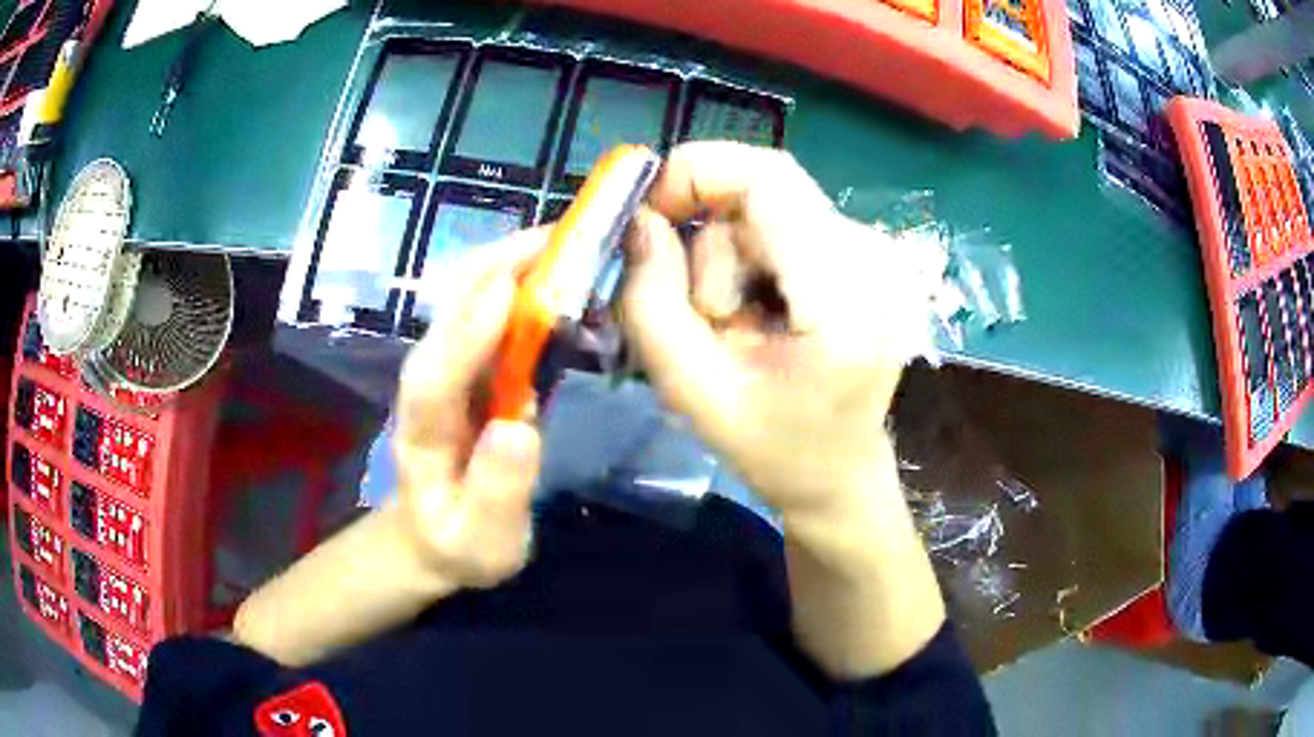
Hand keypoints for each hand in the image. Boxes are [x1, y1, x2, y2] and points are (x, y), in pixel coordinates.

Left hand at [392, 229, 546, 587]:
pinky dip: (524, 284)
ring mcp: (449, 366)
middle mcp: (429, 381)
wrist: (435, 533)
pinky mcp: (471, 362)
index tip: (514, 289)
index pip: (436, 372)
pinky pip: (494, 313)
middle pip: (451, 314)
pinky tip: (561, 272)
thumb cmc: (460, 543)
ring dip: (514, 265)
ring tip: (569, 242)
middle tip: (562, 239)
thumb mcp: (484, 541)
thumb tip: (520, 427)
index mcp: (422, 429)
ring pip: (472, 300)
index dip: (470, 328)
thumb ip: (498, 493)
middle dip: (500, 269)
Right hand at [623, 142, 946, 678]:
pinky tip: (763, 313)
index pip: (769, 181)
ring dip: (731, 258)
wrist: (842, 474)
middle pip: (765, 191)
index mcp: (845, 301)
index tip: (647, 215)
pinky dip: (754, 257)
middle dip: (710, 241)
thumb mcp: (692, 393)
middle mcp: (875, 259)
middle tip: (702, 314)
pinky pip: (788, 221)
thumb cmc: (775, 450)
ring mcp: (880, 253)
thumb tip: (641, 221)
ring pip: (771, 206)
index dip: (696, 174)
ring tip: (738, 329)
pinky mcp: (870, 254)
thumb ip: (651, 303)